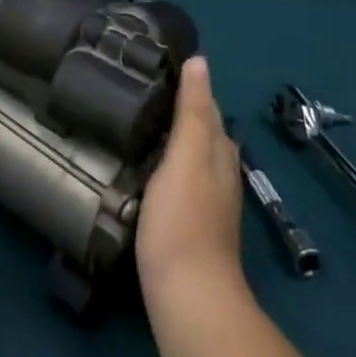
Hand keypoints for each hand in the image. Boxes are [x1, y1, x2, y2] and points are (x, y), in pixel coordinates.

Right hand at [136, 57, 247, 308]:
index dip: (190, 86)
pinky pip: (178, 181)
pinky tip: (142, 168)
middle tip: (139, 90)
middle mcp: (220, 175)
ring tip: (135, 122)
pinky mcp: (189, 226)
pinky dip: (164, 165)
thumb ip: (193, 111)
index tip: (158, 66)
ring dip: (171, 138)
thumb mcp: (187, 156)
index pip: (208, 108)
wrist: (188, 296)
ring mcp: (207, 204)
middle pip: (202, 132)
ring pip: (191, 158)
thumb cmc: (184, 219)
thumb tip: (200, 60)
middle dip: (179, 110)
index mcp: (220, 153)